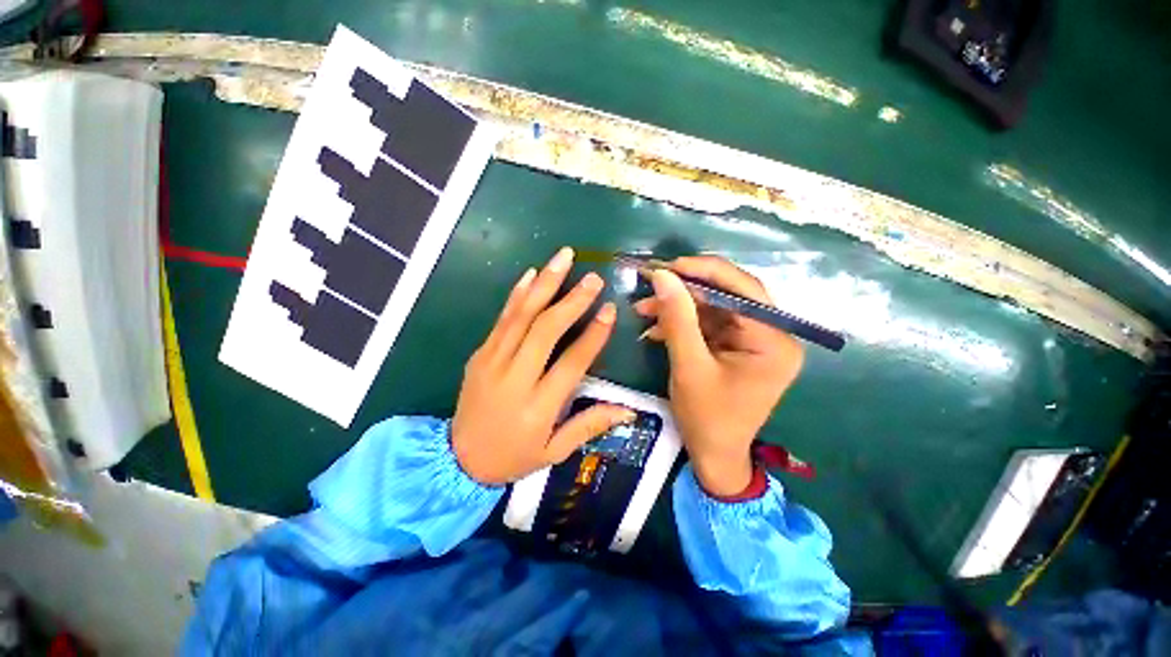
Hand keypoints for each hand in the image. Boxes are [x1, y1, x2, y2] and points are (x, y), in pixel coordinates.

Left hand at [452, 247, 634, 484]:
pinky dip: (517, 294)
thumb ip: (589, 426)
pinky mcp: (480, 353)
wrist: (458, 460)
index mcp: (537, 406)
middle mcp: (515, 378)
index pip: (571, 363)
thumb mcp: (554, 453)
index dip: (593, 336)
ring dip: (544, 284)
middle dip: (571, 301)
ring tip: (563, 257)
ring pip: (521, 316)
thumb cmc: (512, 457)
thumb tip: (628, 410)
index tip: (609, 310)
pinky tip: (531, 273)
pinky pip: (501, 319)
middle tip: (593, 277)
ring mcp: (492, 361)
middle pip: (545, 331)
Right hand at [634, 256, 803, 496]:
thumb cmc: (707, 417)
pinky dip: (681, 323)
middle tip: (651, 283)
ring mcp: (753, 340)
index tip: (669, 266)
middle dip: (686, 290)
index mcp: (774, 340)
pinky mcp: (735, 346)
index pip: (743, 290)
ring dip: (678, 307)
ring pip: (712, 308)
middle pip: (727, 295)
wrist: (713, 455)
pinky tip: (655, 327)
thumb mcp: (689, 366)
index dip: (705, 272)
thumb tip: (662, 276)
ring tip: (643, 308)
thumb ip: (677, 318)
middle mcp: (771, 334)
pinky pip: (707, 324)